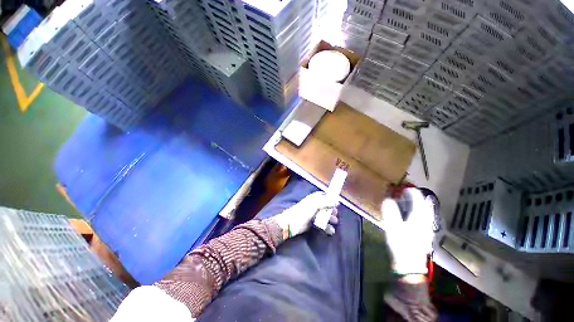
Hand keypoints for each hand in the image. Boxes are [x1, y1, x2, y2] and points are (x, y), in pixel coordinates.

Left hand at [273, 191, 338, 237]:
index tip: (337, 202)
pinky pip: (322, 224)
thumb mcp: (314, 205)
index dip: (330, 198)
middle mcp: (314, 205)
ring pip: (324, 215)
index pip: (323, 195)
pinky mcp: (312, 223)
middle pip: (325, 206)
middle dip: (331, 209)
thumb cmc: (303, 211)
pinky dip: (327, 227)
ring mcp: (313, 214)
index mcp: (314, 199)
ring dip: (330, 218)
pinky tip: (331, 231)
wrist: (291, 224)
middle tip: (337, 213)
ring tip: (335, 222)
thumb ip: (325, 202)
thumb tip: (337, 200)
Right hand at [380, 188, 434, 274]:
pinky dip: (419, 212)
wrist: (410, 264)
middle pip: (425, 206)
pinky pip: (424, 218)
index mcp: (418, 218)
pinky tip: (414, 214)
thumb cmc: (401, 244)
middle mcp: (425, 221)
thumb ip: (391, 212)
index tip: (405, 187)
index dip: (412, 192)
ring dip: (419, 204)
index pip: (418, 200)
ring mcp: (427, 228)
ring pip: (426, 212)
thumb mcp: (393, 226)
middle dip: (417, 197)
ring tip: (411, 201)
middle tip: (408, 193)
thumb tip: (388, 200)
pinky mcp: (425, 234)